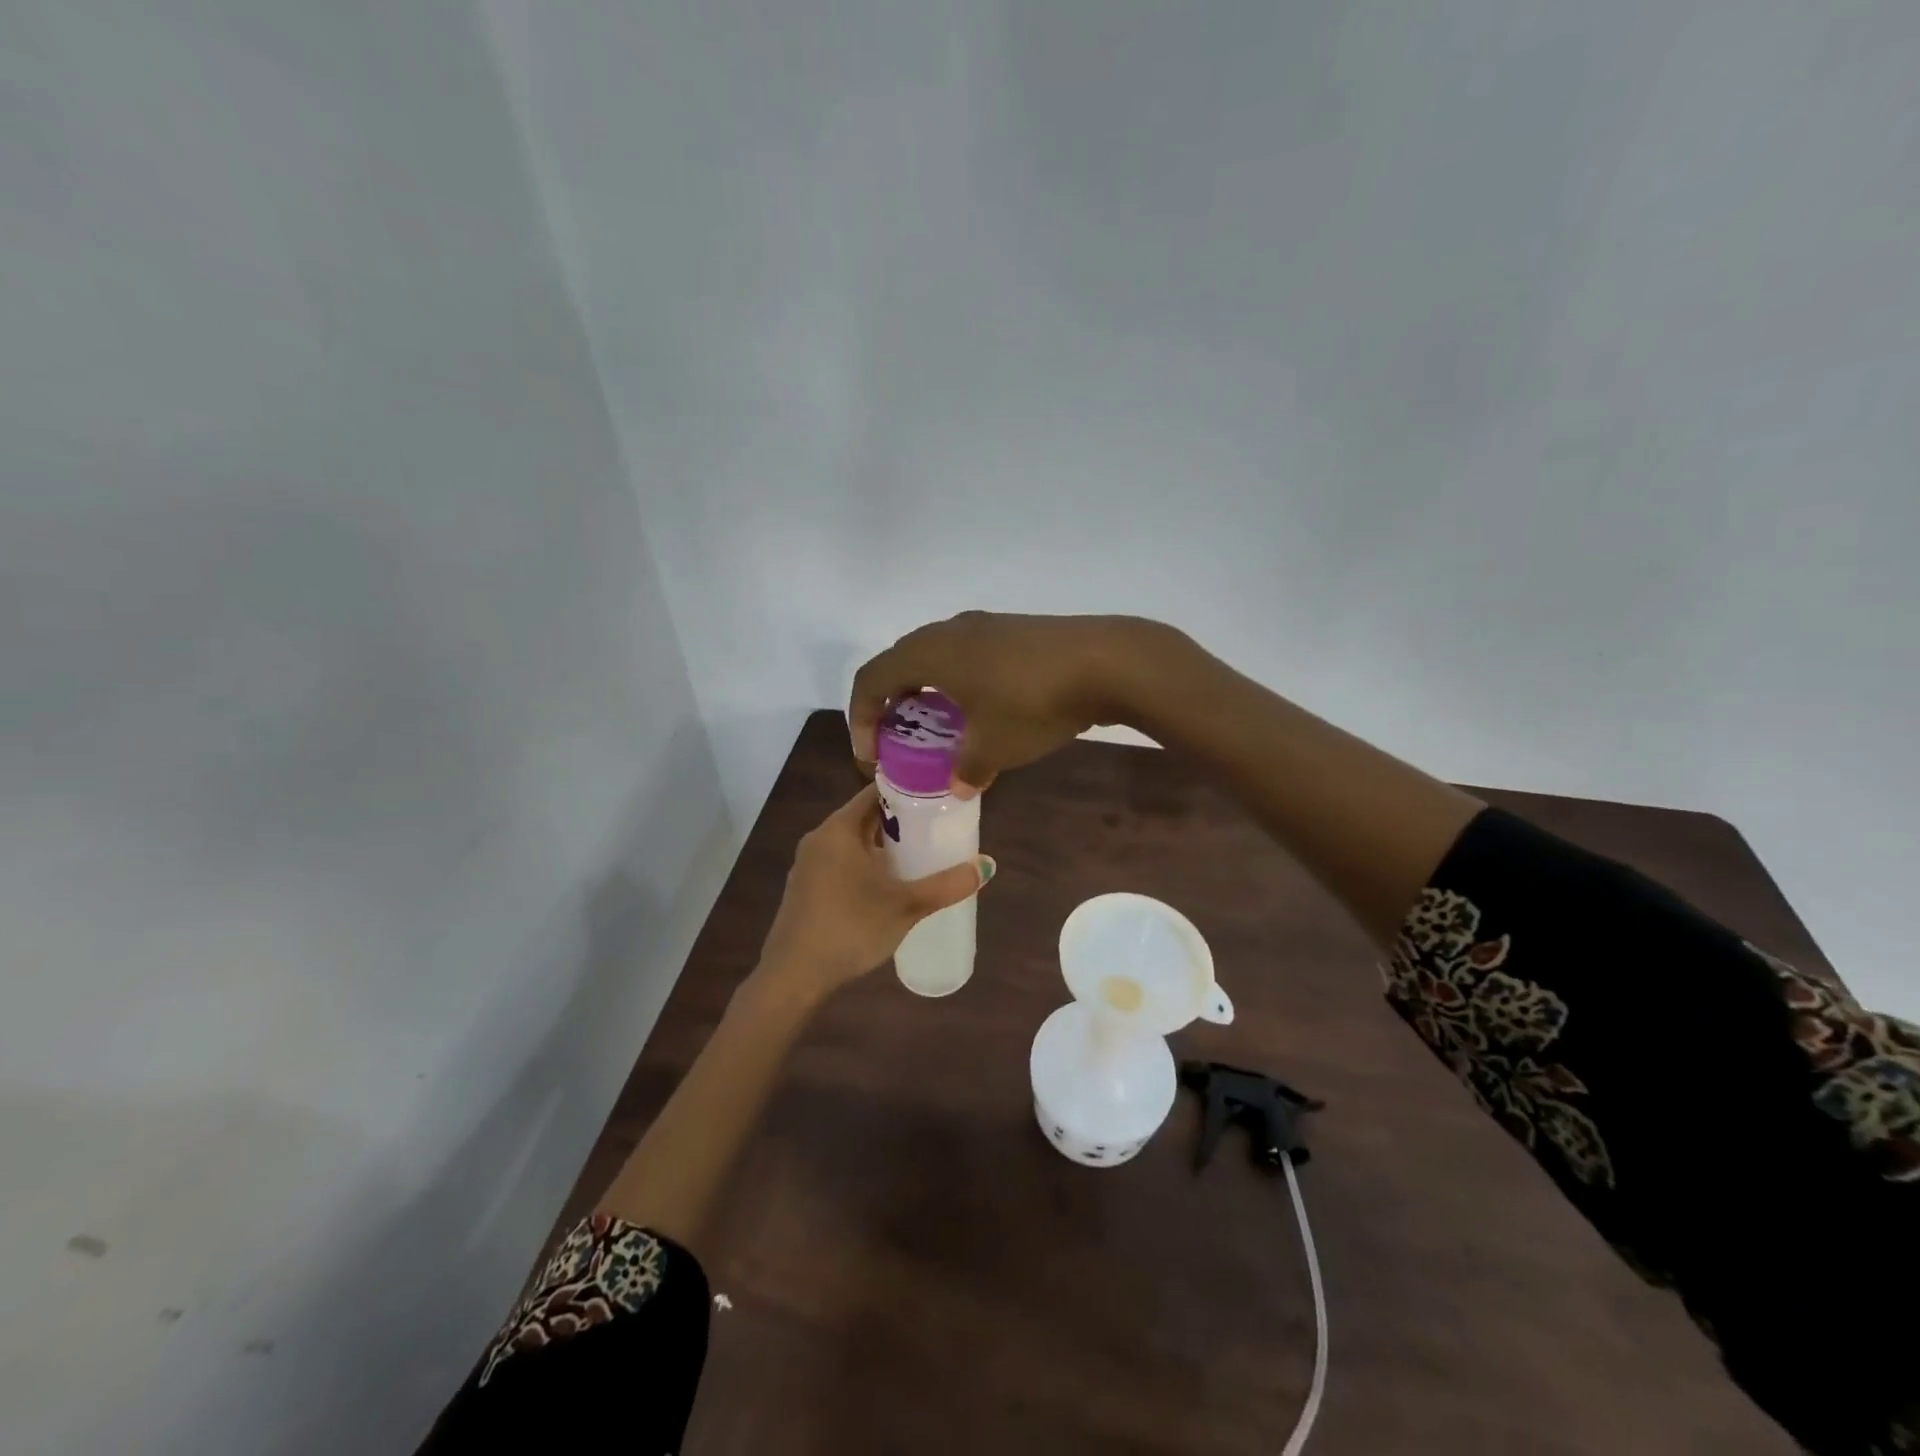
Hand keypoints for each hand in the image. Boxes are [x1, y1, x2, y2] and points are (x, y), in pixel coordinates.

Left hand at [748, 782, 994, 1005]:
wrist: (794, 976)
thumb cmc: (850, 928)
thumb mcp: (905, 906)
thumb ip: (946, 885)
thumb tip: (987, 866)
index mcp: (839, 828)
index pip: (875, 792)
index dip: (907, 791)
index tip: (937, 797)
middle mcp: (820, 838)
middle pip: (865, 817)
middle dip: (899, 822)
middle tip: (936, 828)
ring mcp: (808, 865)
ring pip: (852, 843)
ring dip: (882, 846)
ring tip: (918, 856)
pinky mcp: (804, 889)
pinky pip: (840, 864)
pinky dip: (864, 865)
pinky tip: (885, 886)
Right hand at [848, 611, 1173, 794]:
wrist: (1106, 661)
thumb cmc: (1033, 703)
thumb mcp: (995, 747)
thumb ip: (968, 769)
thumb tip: (959, 786)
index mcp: (929, 653)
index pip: (871, 679)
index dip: (860, 718)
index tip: (872, 756)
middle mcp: (949, 630)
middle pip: (900, 663)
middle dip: (891, 704)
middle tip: (901, 741)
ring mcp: (984, 625)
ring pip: (936, 657)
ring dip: (927, 693)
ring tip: (940, 728)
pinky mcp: (1013, 630)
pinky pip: (967, 656)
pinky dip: (958, 683)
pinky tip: (983, 710)